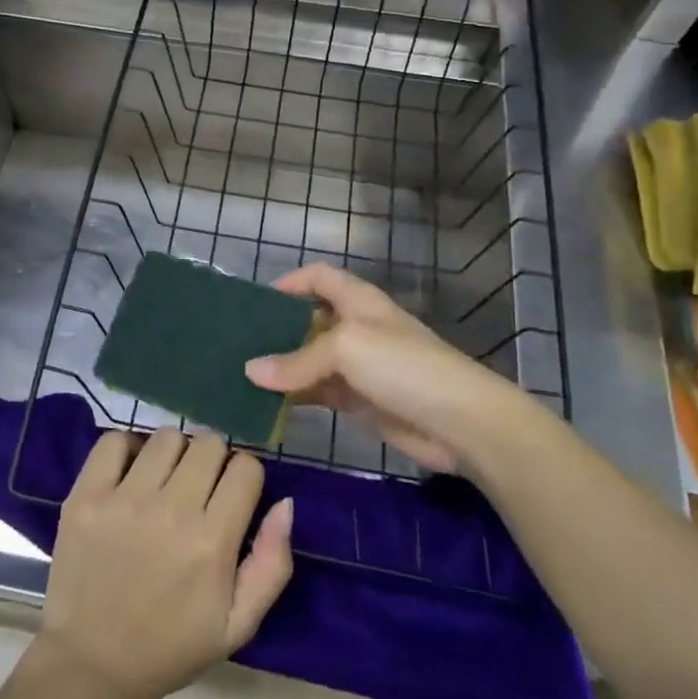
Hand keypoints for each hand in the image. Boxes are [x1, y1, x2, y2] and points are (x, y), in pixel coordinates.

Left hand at [36, 430, 293, 698]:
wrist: (92, 665)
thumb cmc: (171, 646)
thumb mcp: (237, 624)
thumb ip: (272, 564)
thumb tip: (286, 503)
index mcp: (211, 543)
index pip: (245, 467)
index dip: (244, 479)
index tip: (231, 497)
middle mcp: (170, 511)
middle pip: (208, 444)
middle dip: (212, 461)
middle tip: (198, 490)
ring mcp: (123, 500)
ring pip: (167, 436)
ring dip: (173, 454)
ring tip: (163, 482)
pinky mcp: (86, 496)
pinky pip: (114, 440)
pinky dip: (126, 449)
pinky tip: (129, 474)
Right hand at [244, 263, 521, 472]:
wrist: (460, 421)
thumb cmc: (403, 366)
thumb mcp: (346, 349)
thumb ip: (297, 360)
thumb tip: (250, 371)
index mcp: (358, 300)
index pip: (319, 277)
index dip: (290, 282)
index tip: (256, 301)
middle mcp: (356, 327)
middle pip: (310, 319)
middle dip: (277, 328)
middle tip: (237, 343)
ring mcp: (358, 366)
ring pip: (311, 359)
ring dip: (282, 366)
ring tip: (242, 375)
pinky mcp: (360, 400)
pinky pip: (319, 392)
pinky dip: (295, 396)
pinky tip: (268, 404)